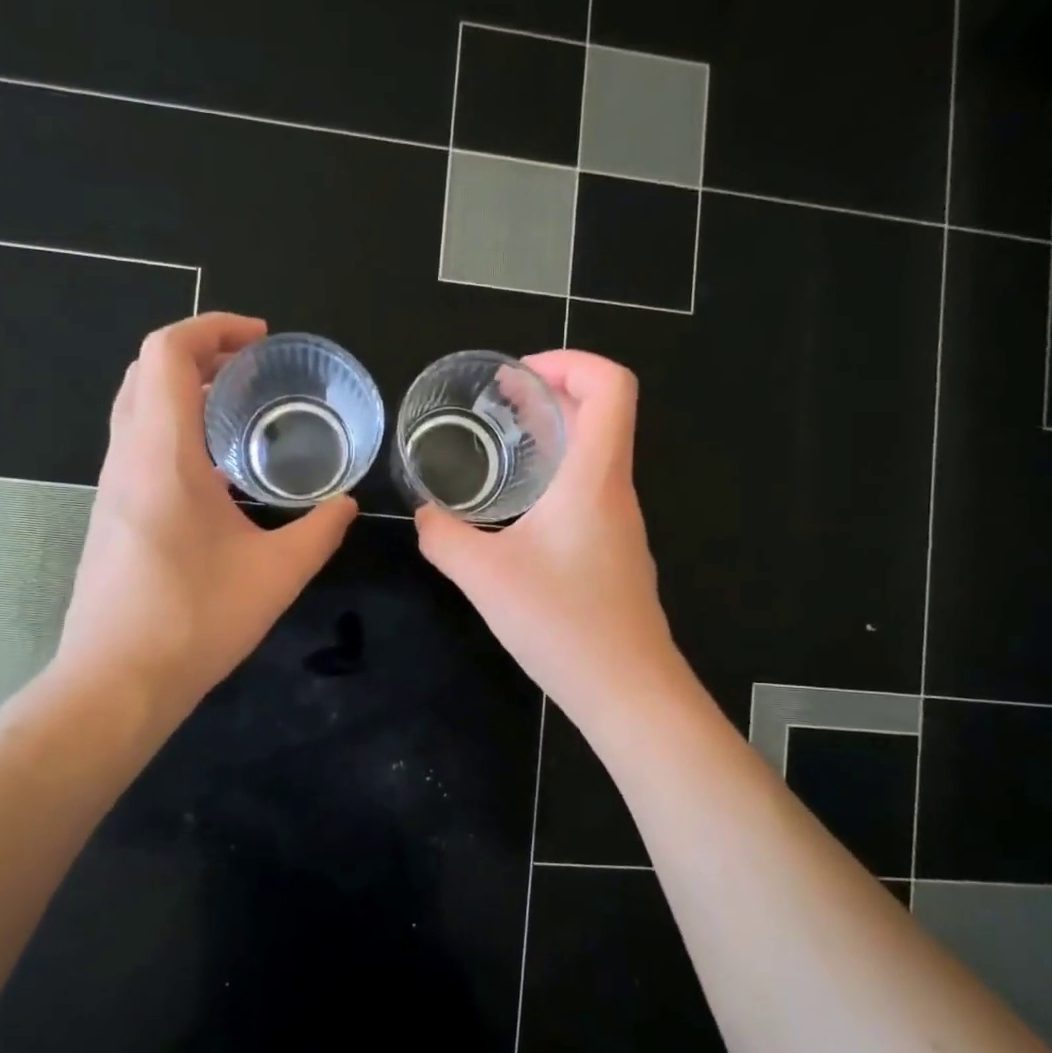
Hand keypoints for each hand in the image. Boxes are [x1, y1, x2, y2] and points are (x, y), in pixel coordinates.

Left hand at [45, 313, 356, 723]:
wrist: (117, 682)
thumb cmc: (196, 620)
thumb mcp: (277, 573)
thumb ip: (320, 531)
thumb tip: (347, 505)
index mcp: (163, 455)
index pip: (168, 353)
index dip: (212, 329)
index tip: (260, 340)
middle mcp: (128, 458)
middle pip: (146, 371)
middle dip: (199, 353)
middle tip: (252, 368)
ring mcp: (112, 488)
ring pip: (136, 407)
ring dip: (183, 390)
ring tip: (239, 409)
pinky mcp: (111, 515)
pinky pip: (137, 444)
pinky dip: (173, 427)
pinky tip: (216, 470)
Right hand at [414, 350, 680, 716]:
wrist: (627, 691)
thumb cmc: (562, 623)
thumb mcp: (484, 577)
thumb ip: (444, 537)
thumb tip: (424, 515)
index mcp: (594, 477)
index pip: (611, 385)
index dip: (570, 361)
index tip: (518, 376)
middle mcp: (615, 491)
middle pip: (600, 414)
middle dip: (549, 392)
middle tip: (497, 400)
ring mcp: (620, 524)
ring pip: (595, 455)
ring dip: (553, 436)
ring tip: (502, 443)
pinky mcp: (614, 554)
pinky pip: (589, 492)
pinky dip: (556, 476)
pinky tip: (519, 510)